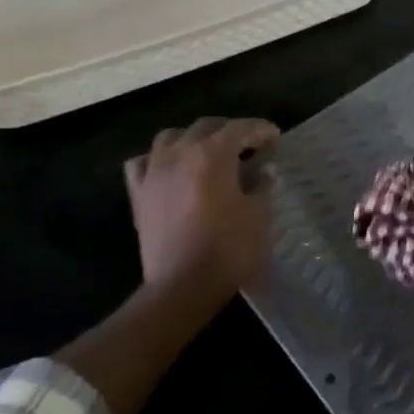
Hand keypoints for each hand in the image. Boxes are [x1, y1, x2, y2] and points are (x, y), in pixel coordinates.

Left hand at [125, 117, 279, 304]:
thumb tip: (264, 170)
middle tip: (248, 145)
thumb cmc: (229, 249)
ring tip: (208, 152)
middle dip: (230, 131)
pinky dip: (157, 159)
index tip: (275, 137)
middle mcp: (179, 153)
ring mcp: (154, 172)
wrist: (182, 285)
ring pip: (171, 137)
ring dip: (193, 139)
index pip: (241, 129)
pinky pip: (142, 163)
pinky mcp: (138, 194)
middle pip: (206, 127)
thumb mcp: (259, 215)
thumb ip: (262, 186)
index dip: (261, 129)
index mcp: (213, 154)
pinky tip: (169, 169)